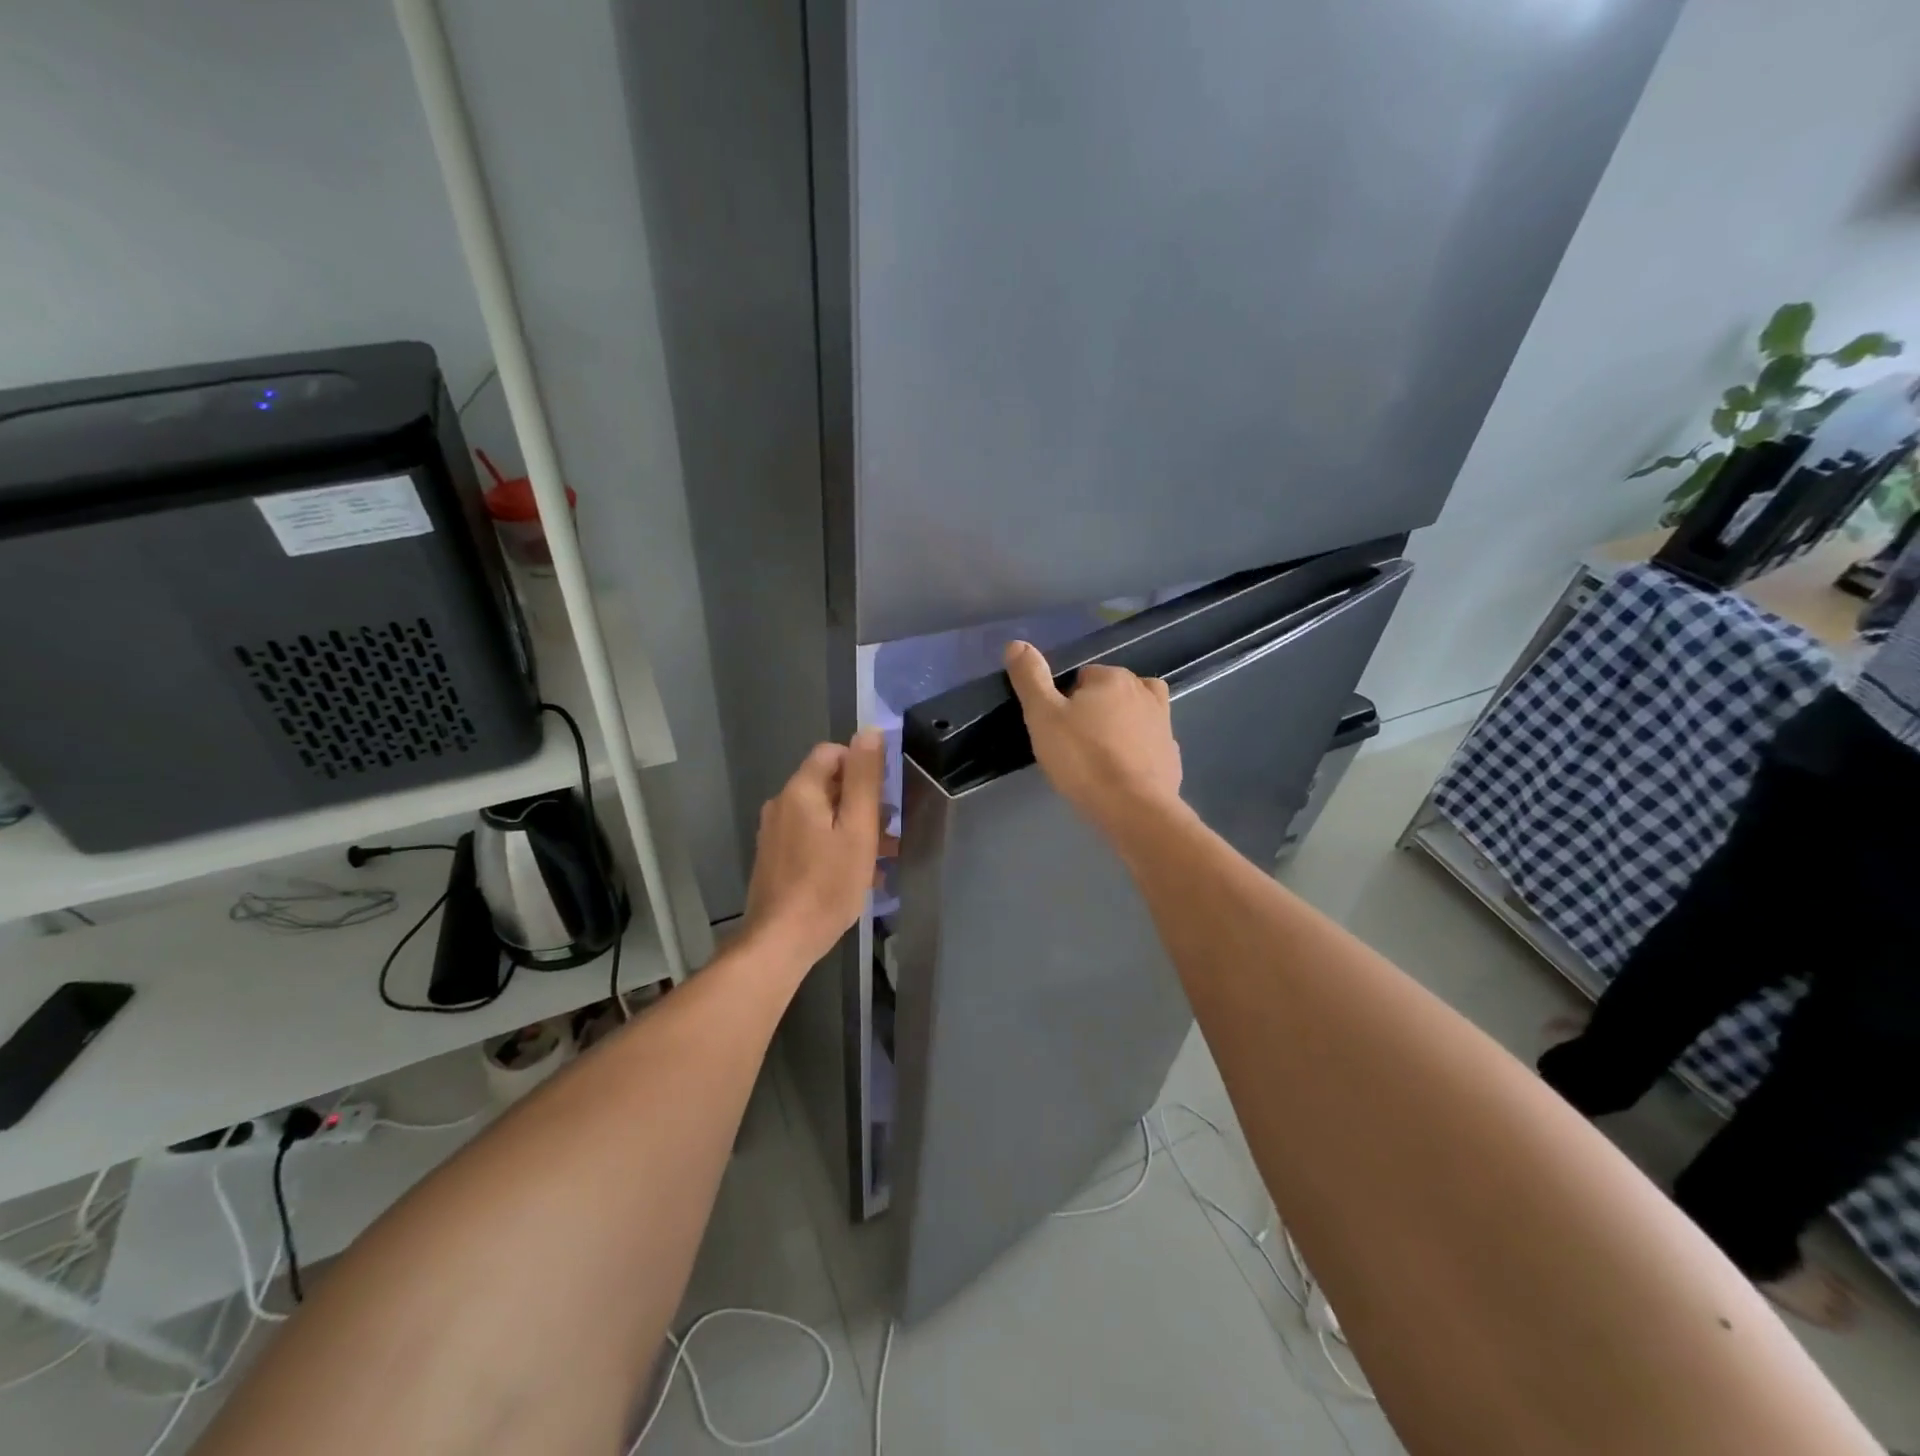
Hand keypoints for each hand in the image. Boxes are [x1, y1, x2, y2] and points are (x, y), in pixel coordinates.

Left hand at [742, 729, 887, 972]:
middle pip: (828, 784)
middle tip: (889, 831)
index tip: (885, 794)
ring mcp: (775, 833)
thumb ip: (864, 779)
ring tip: (883, 856)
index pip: (832, 753)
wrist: (780, 941)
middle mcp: (782, 804)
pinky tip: (858, 873)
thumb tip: (869, 731)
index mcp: (800, 790)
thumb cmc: (827, 884)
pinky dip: (835, 845)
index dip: (862, 765)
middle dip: (862, 801)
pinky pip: (811, 837)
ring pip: (822, 814)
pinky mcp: (775, 858)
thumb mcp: (857, 830)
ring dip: (853, 826)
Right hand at [1003, 641, 1182, 836]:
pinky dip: (1137, 752)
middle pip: (1110, 693)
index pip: (1082, 677)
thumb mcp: (1043, 716)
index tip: (1057, 728)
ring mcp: (1164, 723)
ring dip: (1119, 727)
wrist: (1133, 809)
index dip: (1065, 701)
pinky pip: (1149, 743)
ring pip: (1134, 715)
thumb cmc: (1083, 759)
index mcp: (1113, 678)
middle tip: (1073, 744)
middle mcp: (1144, 691)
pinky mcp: (1171, 754)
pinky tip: (1121, 773)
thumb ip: (1030, 678)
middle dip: (1094, 711)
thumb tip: (1017, 643)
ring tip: (1099, 755)